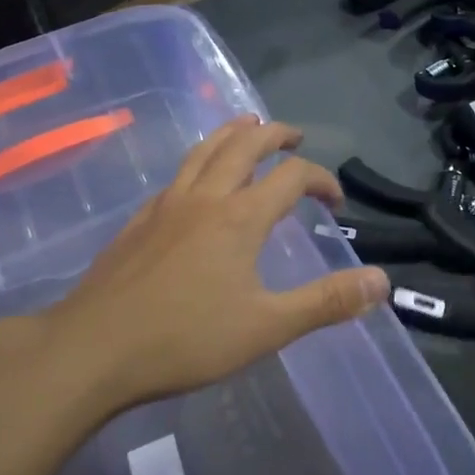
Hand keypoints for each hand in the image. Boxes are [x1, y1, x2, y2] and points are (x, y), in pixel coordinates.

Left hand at [7, 117, 389, 413]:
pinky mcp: (139, 221)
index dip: (321, 178)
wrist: (92, 348)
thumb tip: (383, 280)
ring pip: (204, 151)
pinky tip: (196, 181)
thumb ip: (326, 302)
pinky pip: (177, 175)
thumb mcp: (267, 327)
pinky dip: (199, 162)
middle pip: (244, 146)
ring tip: (248, 125)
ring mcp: (166, 205)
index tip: (336, 200)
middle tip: (294, 134)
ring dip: (232, 133)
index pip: (291, 176)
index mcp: (240, 217)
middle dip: (274, 134)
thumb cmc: (185, 339)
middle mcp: (204, 198)